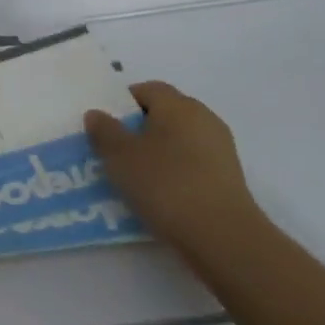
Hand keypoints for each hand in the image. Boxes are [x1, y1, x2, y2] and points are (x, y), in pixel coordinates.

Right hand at [84, 82, 263, 257]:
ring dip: (156, 152)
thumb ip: (105, 131)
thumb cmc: (164, 184)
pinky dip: (173, 171)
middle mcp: (203, 117)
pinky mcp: (227, 176)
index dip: (123, 102)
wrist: (220, 234)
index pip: (147, 89)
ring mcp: (219, 147)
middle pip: (165, 113)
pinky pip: (192, 162)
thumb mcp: (120, 157)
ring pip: (178, 139)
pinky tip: (159, 194)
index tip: (105, 125)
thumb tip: (97, 113)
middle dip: (138, 128)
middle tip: (113, 151)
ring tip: (133, 177)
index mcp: (178, 105)